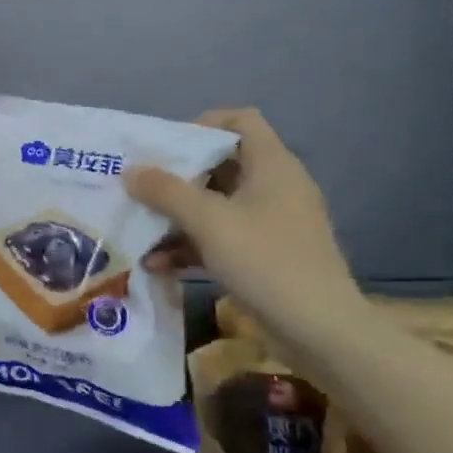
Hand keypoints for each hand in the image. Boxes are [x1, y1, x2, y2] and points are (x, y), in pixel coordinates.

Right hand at [124, 108, 363, 339]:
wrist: (320, 331)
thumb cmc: (266, 261)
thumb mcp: (209, 221)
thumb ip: (166, 192)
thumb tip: (131, 170)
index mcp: (272, 165)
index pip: (240, 121)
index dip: (202, 125)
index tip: (165, 147)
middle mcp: (275, 187)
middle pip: (220, 164)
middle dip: (177, 177)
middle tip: (140, 188)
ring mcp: (271, 223)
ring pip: (216, 204)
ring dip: (177, 216)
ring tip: (139, 230)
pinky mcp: (265, 255)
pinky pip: (221, 237)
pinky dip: (191, 244)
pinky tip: (158, 264)